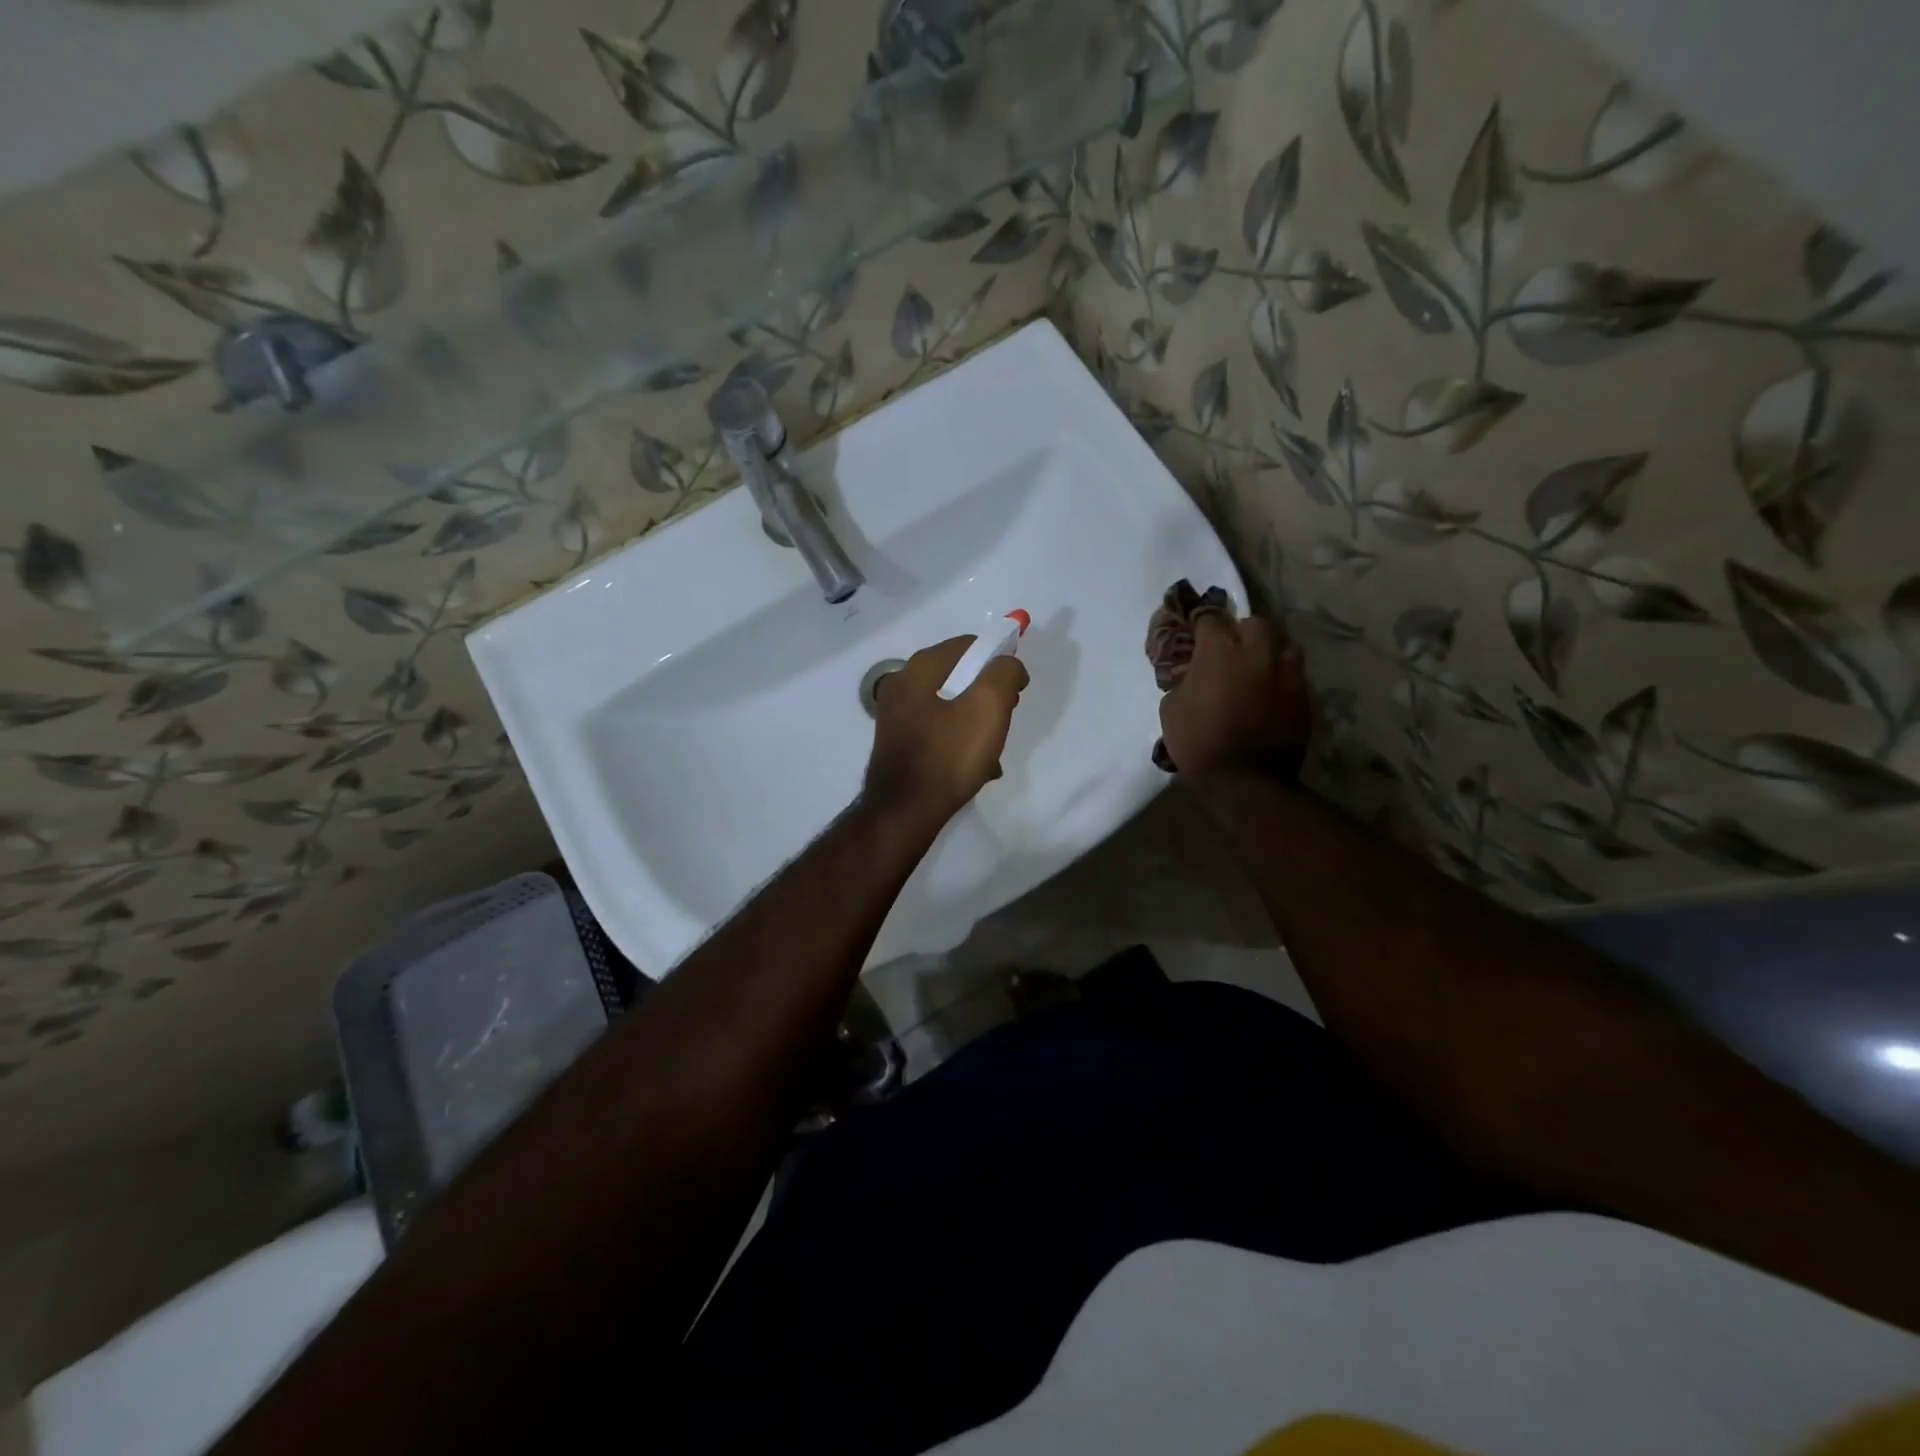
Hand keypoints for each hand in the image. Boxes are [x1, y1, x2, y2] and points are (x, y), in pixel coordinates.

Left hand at [864, 635, 1029, 827]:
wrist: (905, 813)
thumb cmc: (948, 755)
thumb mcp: (989, 706)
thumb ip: (1004, 673)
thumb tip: (1009, 663)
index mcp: (918, 669)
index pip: (968, 644)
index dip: (998, 659)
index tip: (1017, 689)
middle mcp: (901, 686)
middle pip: (958, 676)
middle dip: (988, 695)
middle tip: (1006, 718)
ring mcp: (896, 718)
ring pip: (951, 707)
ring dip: (977, 724)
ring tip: (993, 752)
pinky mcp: (899, 745)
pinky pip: (939, 733)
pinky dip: (960, 743)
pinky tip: (977, 769)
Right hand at [1159, 613, 1310, 780]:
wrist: (1245, 780)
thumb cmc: (1199, 742)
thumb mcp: (1172, 707)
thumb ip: (1184, 679)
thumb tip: (1192, 673)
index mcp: (1220, 649)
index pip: (1210, 617)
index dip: (1200, 624)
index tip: (1194, 634)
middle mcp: (1258, 651)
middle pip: (1254, 623)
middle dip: (1241, 631)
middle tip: (1229, 651)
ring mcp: (1287, 671)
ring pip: (1282, 643)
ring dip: (1267, 650)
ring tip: (1255, 668)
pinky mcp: (1304, 694)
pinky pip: (1292, 673)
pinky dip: (1280, 676)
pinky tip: (1269, 693)